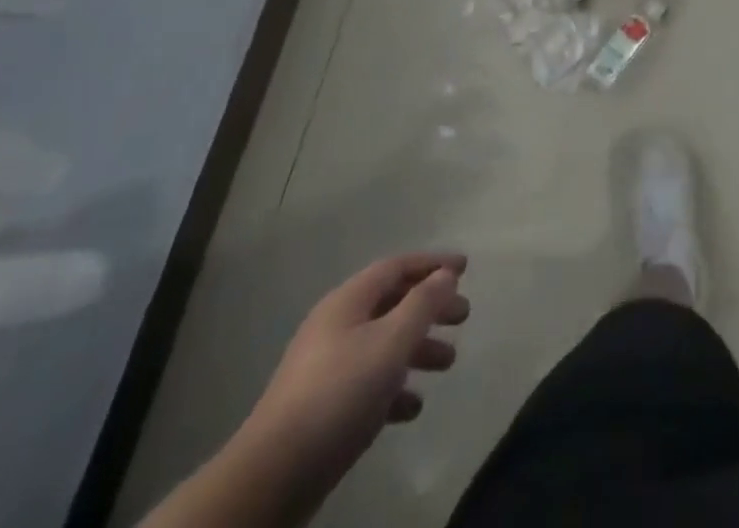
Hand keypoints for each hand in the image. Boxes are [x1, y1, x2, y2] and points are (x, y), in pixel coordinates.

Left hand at [242, 252, 469, 481]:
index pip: (397, 266)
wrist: (273, 475)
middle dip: (430, 307)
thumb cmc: (340, 393)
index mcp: (348, 301)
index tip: (465, 268)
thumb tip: (446, 274)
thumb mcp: (391, 342)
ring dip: (417, 349)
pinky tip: (412, 406)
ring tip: (447, 363)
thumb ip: (423, 304)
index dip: (432, 263)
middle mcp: (336, 325)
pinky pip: (367, 383)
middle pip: (392, 303)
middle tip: (463, 316)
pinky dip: (394, 387)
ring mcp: (326, 367)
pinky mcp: (322, 407)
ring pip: (382, 344)